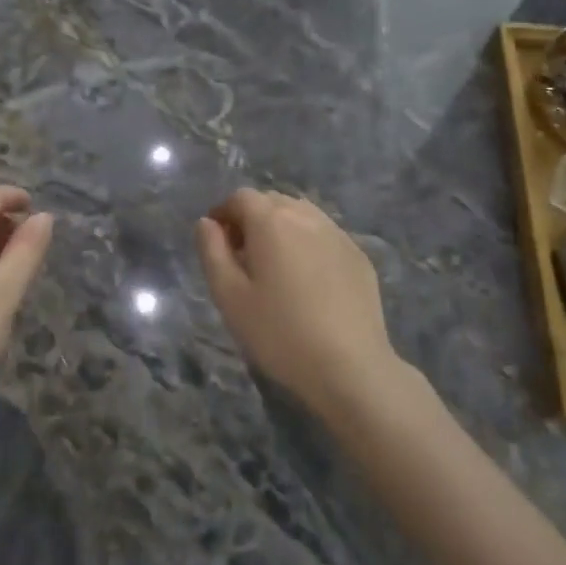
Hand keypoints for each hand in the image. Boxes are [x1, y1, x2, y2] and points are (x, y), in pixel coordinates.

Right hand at [196, 190, 399, 422]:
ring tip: (276, 267)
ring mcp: (338, 235)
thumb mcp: (229, 296)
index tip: (216, 243)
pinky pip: (325, 236)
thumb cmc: (279, 333)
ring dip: (282, 229)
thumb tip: (207, 223)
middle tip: (242, 258)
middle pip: (272, 201)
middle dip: (252, 219)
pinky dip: (308, 244)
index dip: (223, 213)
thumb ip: (212, 252)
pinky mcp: (359, 256)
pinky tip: (308, 281)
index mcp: (271, 221)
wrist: (350, 367)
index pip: (240, 197)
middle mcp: (307, 217)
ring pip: (301, 215)